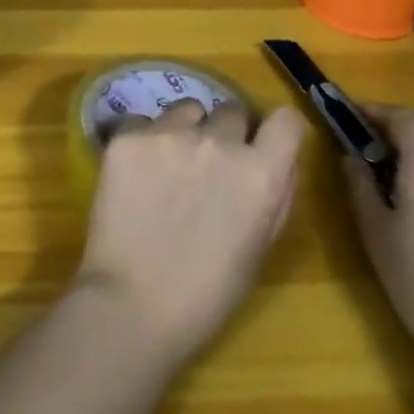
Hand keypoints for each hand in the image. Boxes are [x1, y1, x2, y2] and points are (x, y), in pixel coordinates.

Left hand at [75, 101, 306, 367]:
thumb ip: (275, 196)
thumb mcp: (259, 248)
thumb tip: (280, 159)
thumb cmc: (206, 294)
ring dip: (185, 130)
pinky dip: (142, 140)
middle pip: (231, 111)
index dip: (275, 130)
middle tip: (209, 166)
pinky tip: (134, 173)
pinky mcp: (128, 136)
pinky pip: (142, 121)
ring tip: (167, 167)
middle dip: (226, 133)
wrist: (132, 304)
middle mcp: (219, 142)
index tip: (262, 142)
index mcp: (260, 174)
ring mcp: (169, 133)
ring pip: (186, 109)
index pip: (285, 120)